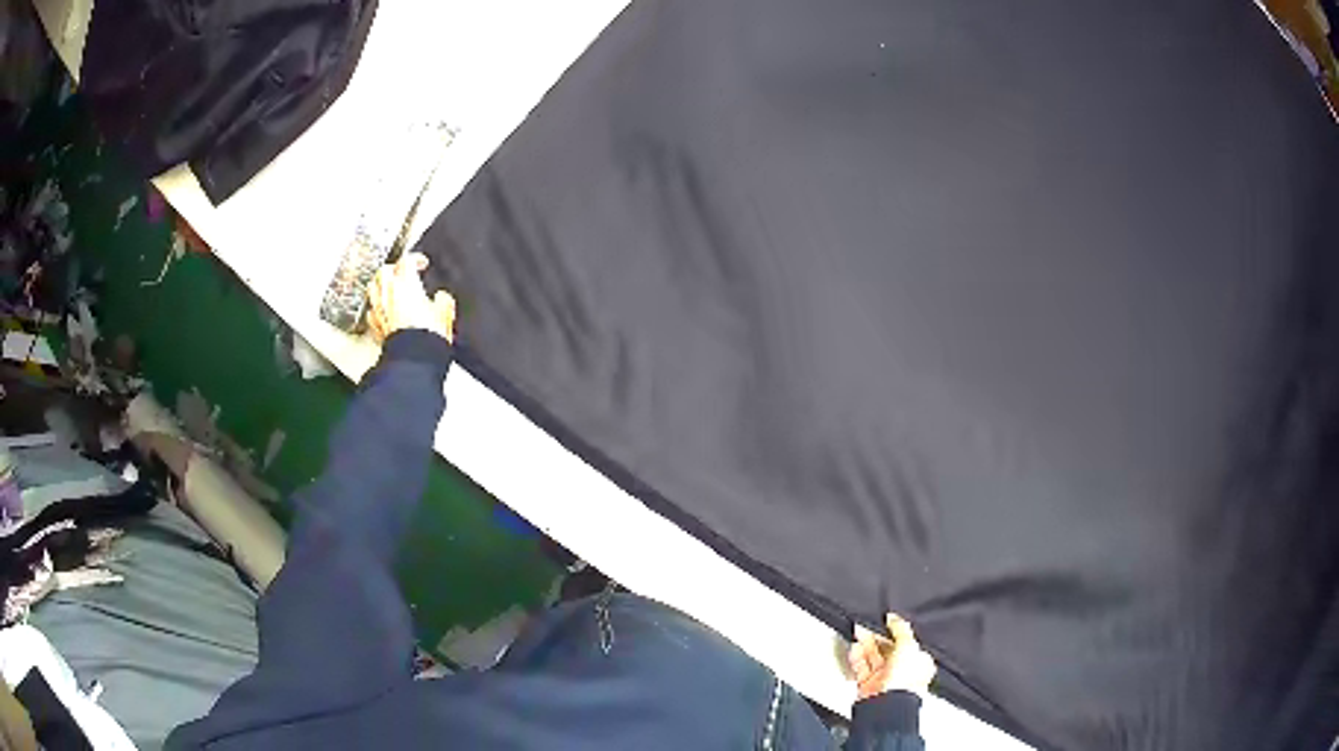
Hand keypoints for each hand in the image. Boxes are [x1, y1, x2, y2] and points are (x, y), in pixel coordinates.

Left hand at [367, 252, 455, 343]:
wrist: (413, 359)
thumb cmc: (428, 335)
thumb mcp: (446, 312)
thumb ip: (442, 299)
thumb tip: (441, 297)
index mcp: (405, 283)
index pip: (406, 260)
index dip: (415, 259)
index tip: (422, 264)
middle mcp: (388, 293)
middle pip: (384, 270)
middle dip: (394, 269)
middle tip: (403, 273)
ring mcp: (378, 309)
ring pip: (373, 287)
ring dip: (381, 285)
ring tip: (389, 288)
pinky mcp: (375, 326)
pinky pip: (372, 310)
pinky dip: (377, 307)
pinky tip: (384, 311)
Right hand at [849, 614, 936, 700]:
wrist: (886, 704)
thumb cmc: (905, 680)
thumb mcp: (909, 646)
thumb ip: (901, 629)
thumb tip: (894, 617)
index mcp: (918, 662)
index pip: (905, 642)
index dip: (895, 631)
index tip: (885, 621)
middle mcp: (902, 671)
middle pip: (887, 649)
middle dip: (875, 637)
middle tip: (866, 625)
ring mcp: (884, 678)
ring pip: (872, 657)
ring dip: (864, 644)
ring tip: (858, 632)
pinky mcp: (868, 685)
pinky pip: (861, 667)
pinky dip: (857, 657)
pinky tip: (855, 648)